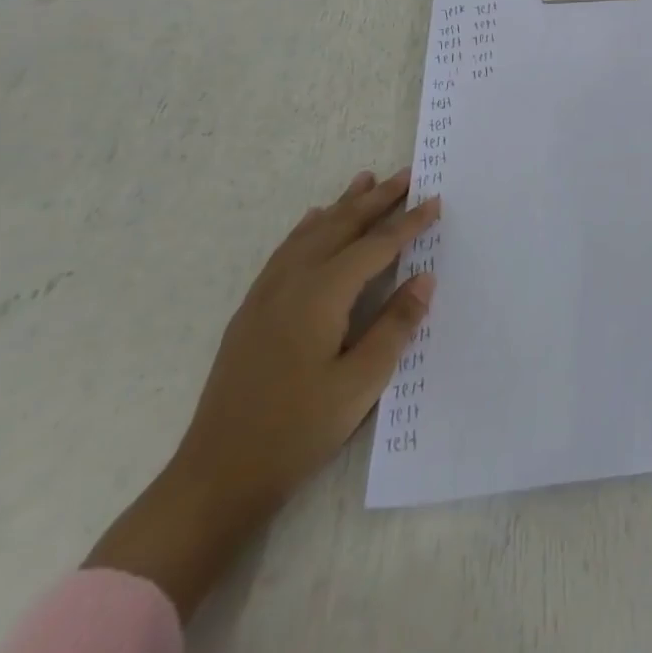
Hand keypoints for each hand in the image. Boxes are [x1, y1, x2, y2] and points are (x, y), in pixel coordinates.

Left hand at [85, 168, 438, 617]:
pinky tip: (313, 222)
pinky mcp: (252, 311)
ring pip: (311, 233)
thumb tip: (424, 278)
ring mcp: (266, 295)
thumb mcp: (360, 384)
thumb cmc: (297, 431)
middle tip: (406, 175)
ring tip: (364, 180)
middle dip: (376, 199)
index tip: (435, 201)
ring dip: (342, 205)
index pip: (375, 246)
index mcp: (322, 295)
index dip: (408, 223)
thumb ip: (395, 325)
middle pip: (341, 227)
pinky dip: (308, 228)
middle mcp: (293, 283)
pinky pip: (286, 251)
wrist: (216, 476)